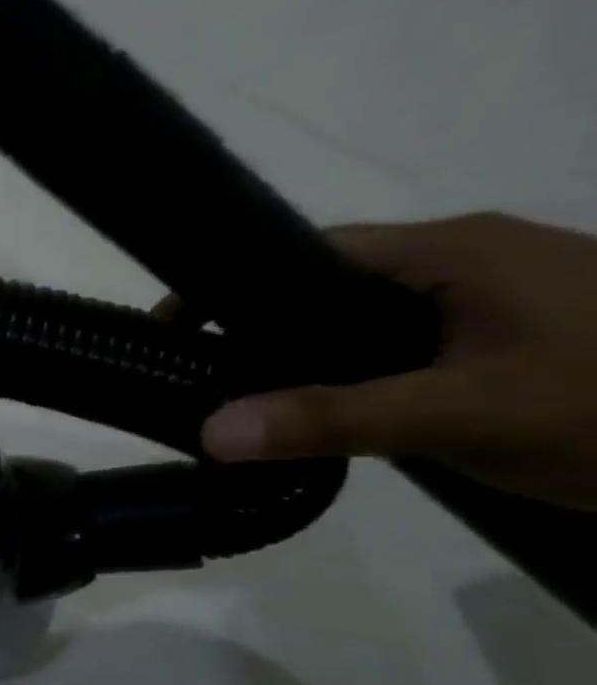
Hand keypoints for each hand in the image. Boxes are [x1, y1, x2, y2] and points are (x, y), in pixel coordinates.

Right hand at [195, 214, 596, 507]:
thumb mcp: (463, 416)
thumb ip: (331, 419)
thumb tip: (208, 432)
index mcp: (451, 251)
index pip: (306, 252)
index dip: (229, 288)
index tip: (172, 334)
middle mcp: (468, 257)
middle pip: (327, 283)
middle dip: (259, 328)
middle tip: (202, 380)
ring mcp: (495, 294)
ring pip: (364, 317)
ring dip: (307, 355)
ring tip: (251, 402)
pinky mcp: (512, 332)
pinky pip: (402, 341)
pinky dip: (354, 370)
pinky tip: (334, 409)